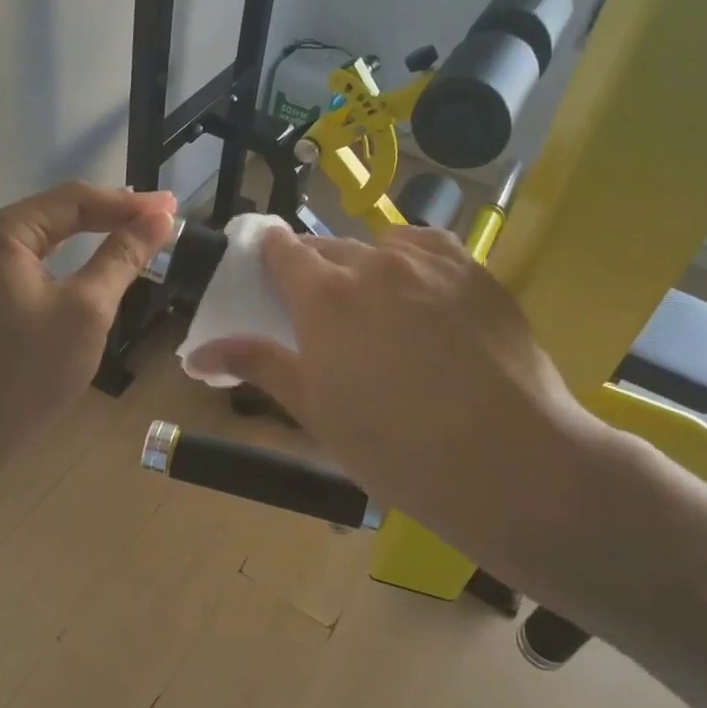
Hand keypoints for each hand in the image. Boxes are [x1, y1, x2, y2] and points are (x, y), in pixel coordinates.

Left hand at [0, 181, 174, 456]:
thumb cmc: (28, 371)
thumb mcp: (87, 310)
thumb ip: (122, 257)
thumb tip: (159, 219)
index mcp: (0, 232)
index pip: (74, 201)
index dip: (127, 203)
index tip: (171, 207)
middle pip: (56, 213)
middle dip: (110, 214)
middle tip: (159, 218)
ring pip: (43, 237)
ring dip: (89, 234)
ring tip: (134, 232)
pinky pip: (30, 260)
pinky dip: (66, 258)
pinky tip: (91, 261)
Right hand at [192, 226, 616, 579]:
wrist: (509, 461)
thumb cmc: (394, 446)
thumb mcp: (315, 411)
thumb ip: (258, 366)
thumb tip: (197, 353)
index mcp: (324, 295)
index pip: (282, 250)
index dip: (269, 253)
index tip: (266, 266)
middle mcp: (373, 262)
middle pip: (329, 248)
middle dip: (316, 270)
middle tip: (322, 311)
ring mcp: (430, 262)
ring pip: (381, 247)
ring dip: (367, 266)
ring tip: (378, 308)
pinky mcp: (476, 271)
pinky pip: (430, 249)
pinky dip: (413, 262)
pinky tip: (422, 295)